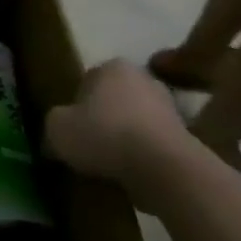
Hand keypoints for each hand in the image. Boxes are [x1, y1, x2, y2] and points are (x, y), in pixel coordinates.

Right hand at [45, 59, 190, 191]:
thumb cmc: (103, 135)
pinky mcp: (186, 137)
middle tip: (85, 145)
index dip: (74, 105)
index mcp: (112, 67)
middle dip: (101, 119)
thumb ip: (54, 123)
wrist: (162, 167)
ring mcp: (170, 107)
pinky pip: (151, 144)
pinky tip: (128, 173)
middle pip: (113, 100)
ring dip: (122, 138)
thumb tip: (58, 132)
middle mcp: (144, 79)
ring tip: (106, 164)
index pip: (86, 81)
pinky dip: (140, 155)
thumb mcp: (56, 128)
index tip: (69, 128)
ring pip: (133, 122)